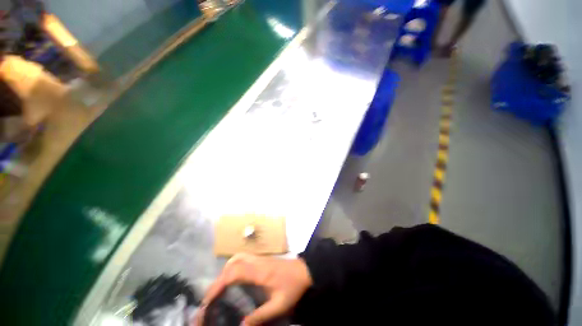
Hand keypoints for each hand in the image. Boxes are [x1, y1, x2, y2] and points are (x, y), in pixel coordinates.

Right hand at [195, 253, 312, 325]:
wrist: (304, 270)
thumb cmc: (293, 286)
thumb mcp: (279, 305)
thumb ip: (261, 316)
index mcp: (259, 272)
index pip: (234, 272)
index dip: (219, 284)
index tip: (209, 299)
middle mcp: (257, 262)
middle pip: (233, 263)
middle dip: (219, 278)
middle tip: (213, 296)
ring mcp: (259, 258)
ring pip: (237, 257)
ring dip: (226, 270)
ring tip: (221, 287)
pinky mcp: (261, 259)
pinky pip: (243, 258)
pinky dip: (233, 266)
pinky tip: (234, 277)